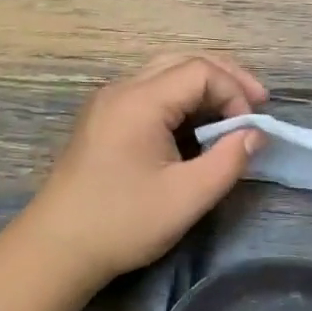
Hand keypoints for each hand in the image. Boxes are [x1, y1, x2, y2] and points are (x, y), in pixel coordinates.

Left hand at [15, 53, 266, 287]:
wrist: (54, 250)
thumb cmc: (122, 222)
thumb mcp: (187, 197)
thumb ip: (228, 161)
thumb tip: (255, 134)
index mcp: (140, 101)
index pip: (201, 71)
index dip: (234, 92)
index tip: (249, 129)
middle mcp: (122, 89)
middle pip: (184, 61)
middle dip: (225, 78)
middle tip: (257, 102)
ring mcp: (109, 102)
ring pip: (167, 73)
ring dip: (204, 86)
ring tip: (234, 110)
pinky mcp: (104, 119)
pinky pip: (151, 91)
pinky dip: (183, 99)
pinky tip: (198, 123)